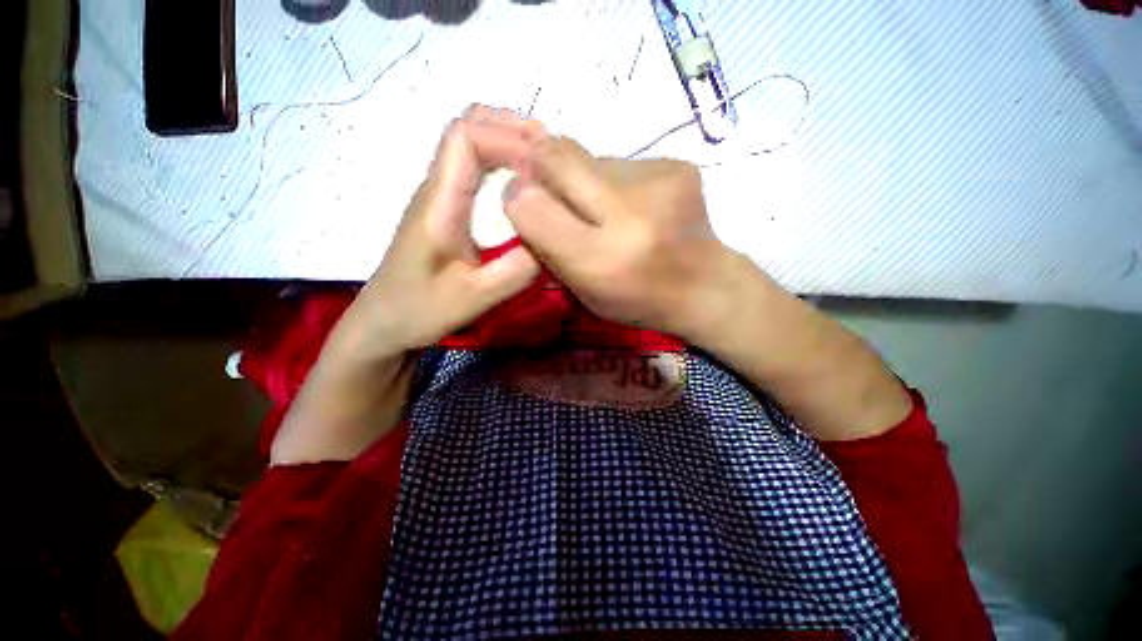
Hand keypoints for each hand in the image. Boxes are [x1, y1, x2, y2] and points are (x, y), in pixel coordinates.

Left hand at [325, 106, 542, 362]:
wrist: (383, 324)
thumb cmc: (420, 311)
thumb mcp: (474, 298)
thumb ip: (515, 271)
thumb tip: (553, 239)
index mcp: (439, 203)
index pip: (467, 138)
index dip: (508, 138)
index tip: (545, 164)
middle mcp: (436, 188)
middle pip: (467, 127)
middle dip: (512, 129)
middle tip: (553, 154)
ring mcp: (439, 196)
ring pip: (469, 144)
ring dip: (508, 141)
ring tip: (545, 163)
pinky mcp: (446, 209)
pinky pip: (472, 167)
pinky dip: (501, 160)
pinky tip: (522, 181)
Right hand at [504, 136, 910, 440]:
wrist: (705, 286)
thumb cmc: (637, 300)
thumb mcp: (582, 290)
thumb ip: (547, 245)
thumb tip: (522, 192)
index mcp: (600, 262)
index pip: (530, 206)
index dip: (518, 200)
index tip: (524, 206)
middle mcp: (629, 215)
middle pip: (555, 156)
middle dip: (540, 168)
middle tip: (552, 191)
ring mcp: (659, 181)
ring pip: (587, 155)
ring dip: (580, 178)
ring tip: (603, 208)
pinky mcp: (677, 164)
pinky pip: (619, 159)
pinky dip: (611, 178)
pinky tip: (631, 203)